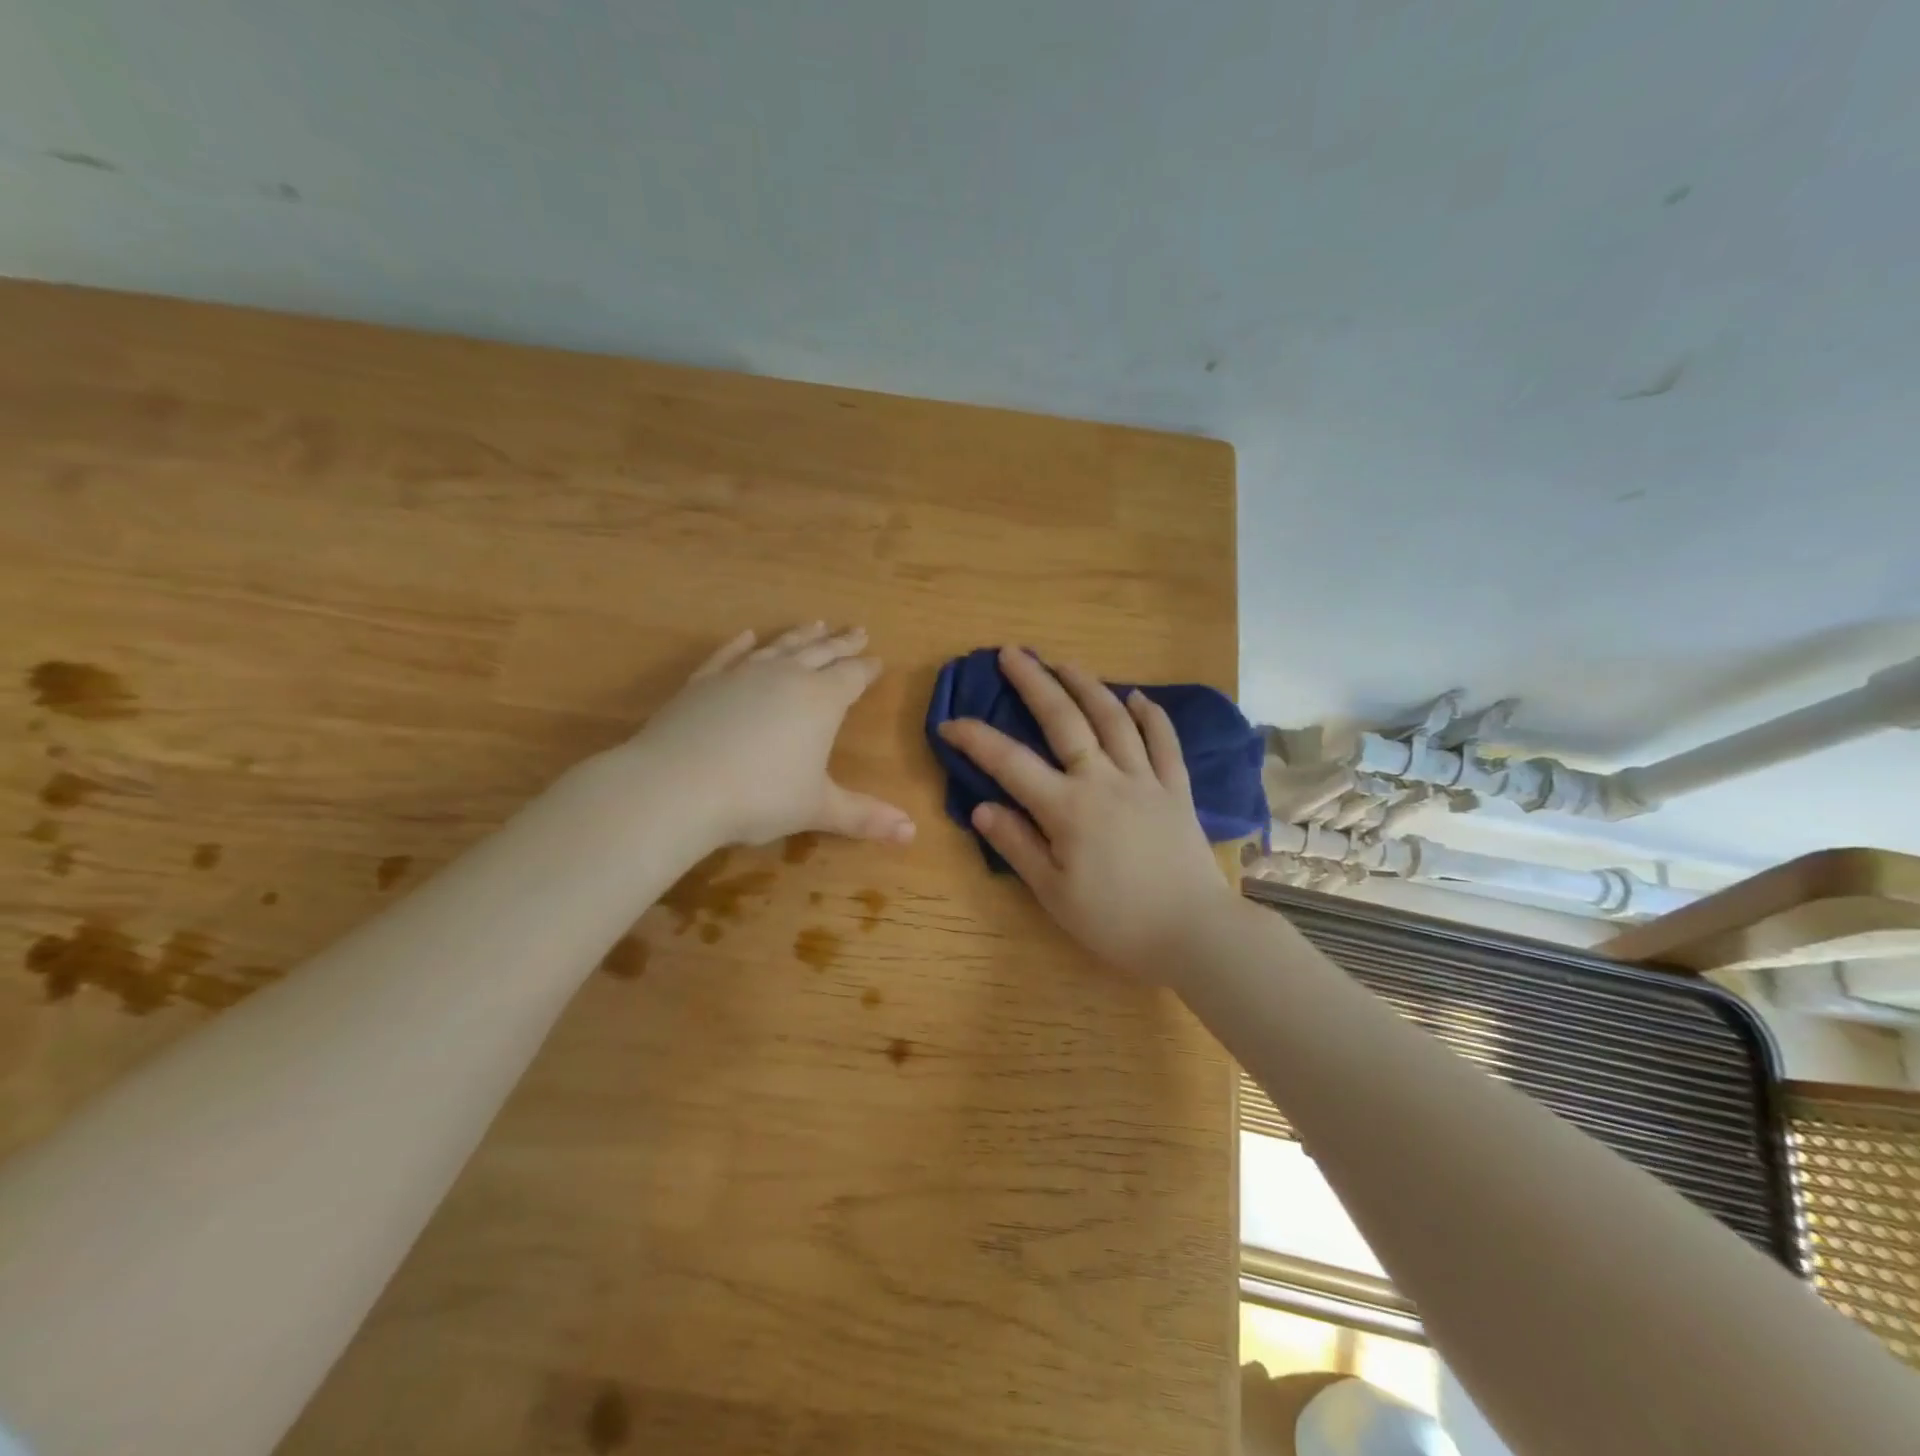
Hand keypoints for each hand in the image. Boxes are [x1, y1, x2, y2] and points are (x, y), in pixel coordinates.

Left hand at [623, 623, 914, 850]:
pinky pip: (730, 654)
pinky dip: (742, 644)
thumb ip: (864, 816)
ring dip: (800, 635)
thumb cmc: (760, 796)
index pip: (853, 676)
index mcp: (821, 700)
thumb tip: (912, 833)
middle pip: (821, 652)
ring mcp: (742, 673)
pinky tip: (748, 636)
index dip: (867, 669)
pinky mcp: (704, 681)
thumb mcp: (818, 808)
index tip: (878, 660)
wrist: (677, 785)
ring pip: (780, 646)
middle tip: (857, 630)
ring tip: (816, 623)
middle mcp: (786, 676)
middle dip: (842, 643)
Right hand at [935, 647, 1235, 982]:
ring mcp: (1145, 780)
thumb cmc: (1116, 922)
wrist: (1194, 934)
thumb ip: (1017, 845)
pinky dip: (1150, 715)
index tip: (948, 723)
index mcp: (1067, 808)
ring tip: (1064, 662)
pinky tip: (1136, 697)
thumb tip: (981, 807)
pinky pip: (1164, 742)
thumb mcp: (1053, 893)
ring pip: (1113, 719)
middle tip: (1012, 652)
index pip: (1010, 762)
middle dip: (1034, 682)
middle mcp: (1104, 780)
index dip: (975, 739)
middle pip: (1064, 719)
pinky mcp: (1177, 789)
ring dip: (1086, 685)